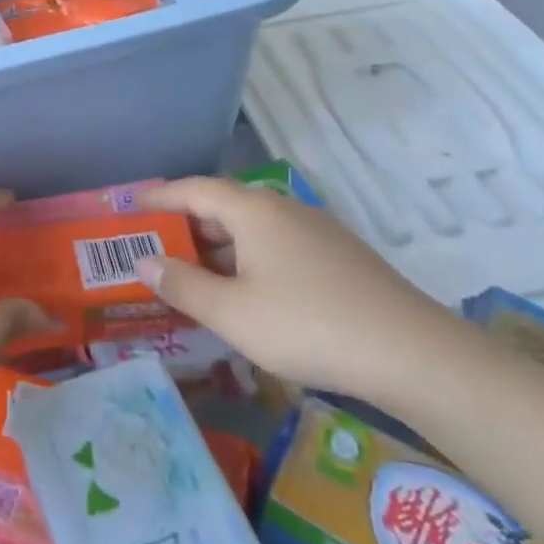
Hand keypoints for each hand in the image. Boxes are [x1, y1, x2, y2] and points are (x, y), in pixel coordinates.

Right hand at [137, 176, 468, 404]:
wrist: (412, 354)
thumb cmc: (306, 325)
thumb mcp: (230, 312)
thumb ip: (182, 285)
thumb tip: (144, 260)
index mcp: (253, 211)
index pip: (193, 189)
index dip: (159, 195)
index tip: (130, 203)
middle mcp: (283, 210)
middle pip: (223, 206)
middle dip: (186, 225)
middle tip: (155, 246)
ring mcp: (317, 232)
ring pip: (253, 229)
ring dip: (218, 247)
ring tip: (193, 275)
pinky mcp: (339, 258)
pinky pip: (277, 247)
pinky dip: (248, 260)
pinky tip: (246, 294)